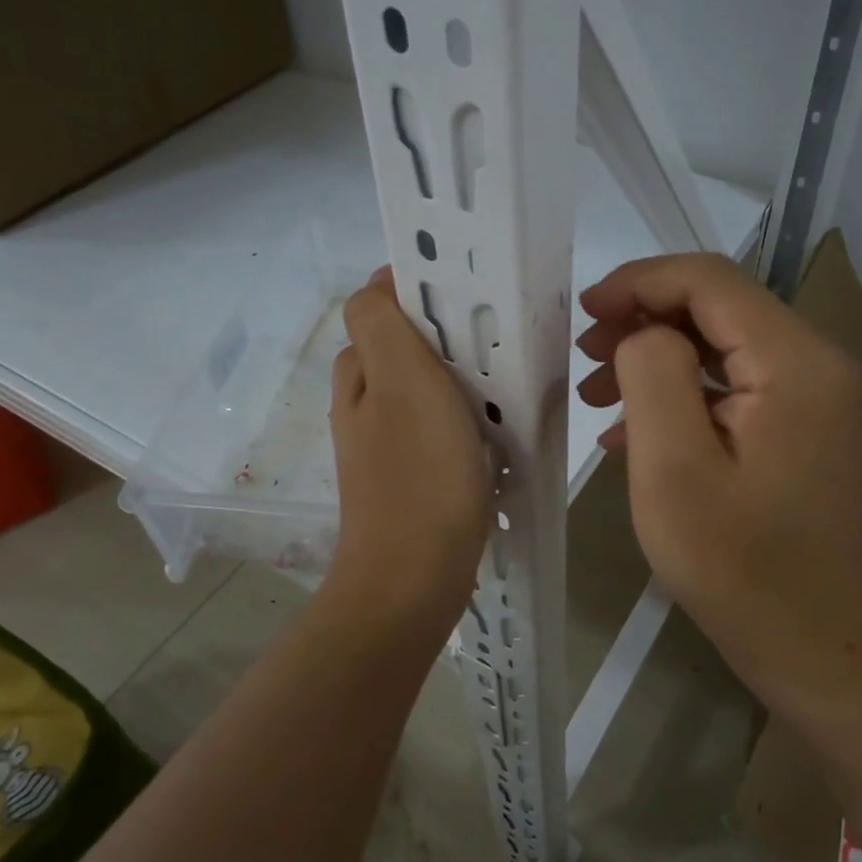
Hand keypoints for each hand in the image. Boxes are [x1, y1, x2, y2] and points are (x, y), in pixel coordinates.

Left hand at [326, 269, 491, 631]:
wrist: (415, 577)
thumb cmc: (418, 473)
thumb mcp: (400, 381)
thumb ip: (382, 324)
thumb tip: (378, 284)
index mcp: (358, 375)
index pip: (379, 306)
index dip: (418, 291)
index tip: (468, 297)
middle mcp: (363, 405)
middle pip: (403, 348)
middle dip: (445, 336)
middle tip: (493, 341)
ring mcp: (385, 445)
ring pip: (424, 389)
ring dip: (459, 380)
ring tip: (503, 383)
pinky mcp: (410, 477)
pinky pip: (438, 429)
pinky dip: (464, 421)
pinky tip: (494, 432)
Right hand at [576, 253, 861, 709]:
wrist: (815, 646)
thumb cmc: (738, 566)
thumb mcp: (673, 468)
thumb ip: (652, 375)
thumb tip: (643, 332)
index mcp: (795, 361)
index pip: (709, 279)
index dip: (639, 281)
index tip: (584, 311)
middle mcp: (817, 361)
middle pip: (717, 306)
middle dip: (643, 319)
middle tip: (585, 358)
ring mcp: (814, 395)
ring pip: (721, 343)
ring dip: (655, 357)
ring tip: (597, 396)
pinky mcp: (802, 425)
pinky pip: (733, 384)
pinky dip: (681, 393)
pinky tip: (633, 431)